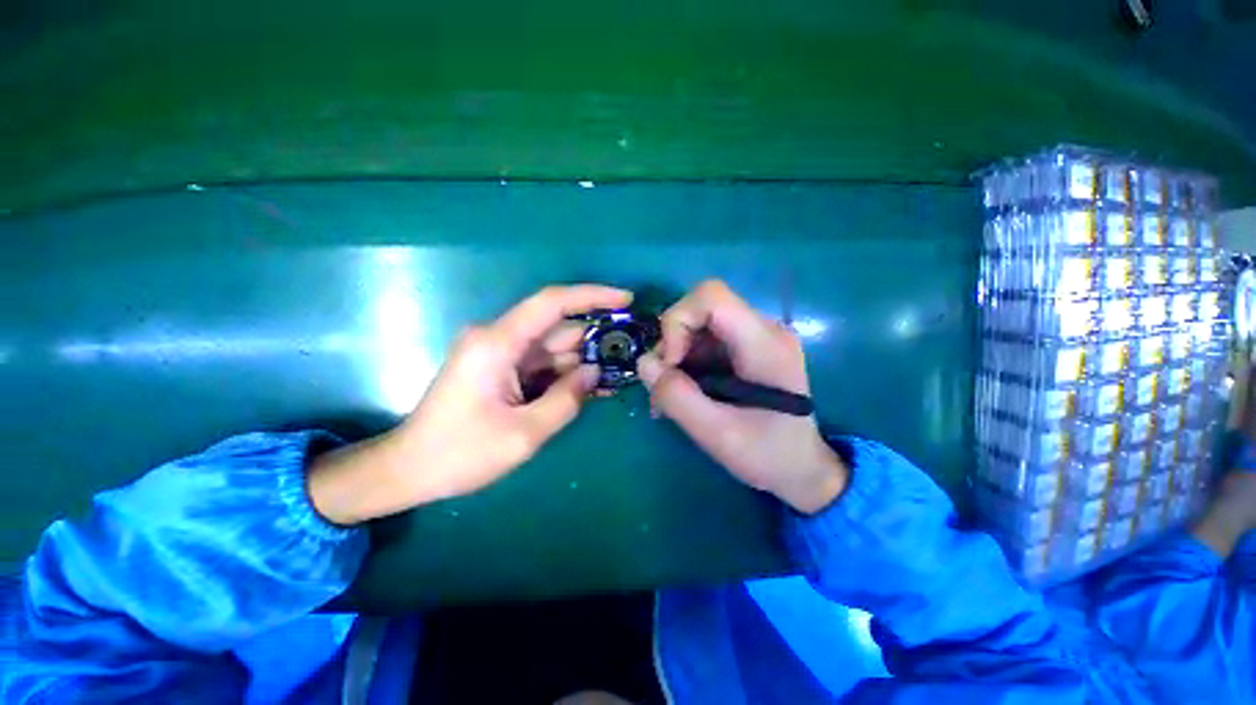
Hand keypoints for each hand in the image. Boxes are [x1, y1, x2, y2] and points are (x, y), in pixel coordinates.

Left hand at [309, 285, 631, 524]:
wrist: (408, 470)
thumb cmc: (460, 454)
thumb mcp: (524, 434)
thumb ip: (567, 399)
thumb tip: (595, 373)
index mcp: (498, 343)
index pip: (552, 303)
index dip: (592, 296)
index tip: (626, 299)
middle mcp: (498, 339)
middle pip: (557, 329)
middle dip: (595, 340)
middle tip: (633, 353)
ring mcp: (499, 354)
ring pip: (553, 349)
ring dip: (584, 362)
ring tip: (619, 376)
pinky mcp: (501, 369)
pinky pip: (542, 365)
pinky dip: (566, 375)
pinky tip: (592, 389)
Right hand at [637, 280, 847, 513]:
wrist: (803, 468)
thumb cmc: (769, 456)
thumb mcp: (718, 436)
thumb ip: (677, 398)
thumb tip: (644, 362)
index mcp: (765, 345)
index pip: (712, 297)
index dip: (678, 321)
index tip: (670, 364)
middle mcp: (763, 329)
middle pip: (702, 308)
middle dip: (673, 342)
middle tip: (665, 383)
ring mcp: (756, 337)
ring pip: (698, 324)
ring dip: (676, 355)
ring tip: (672, 395)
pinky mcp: (746, 348)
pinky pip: (705, 340)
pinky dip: (686, 361)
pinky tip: (685, 391)